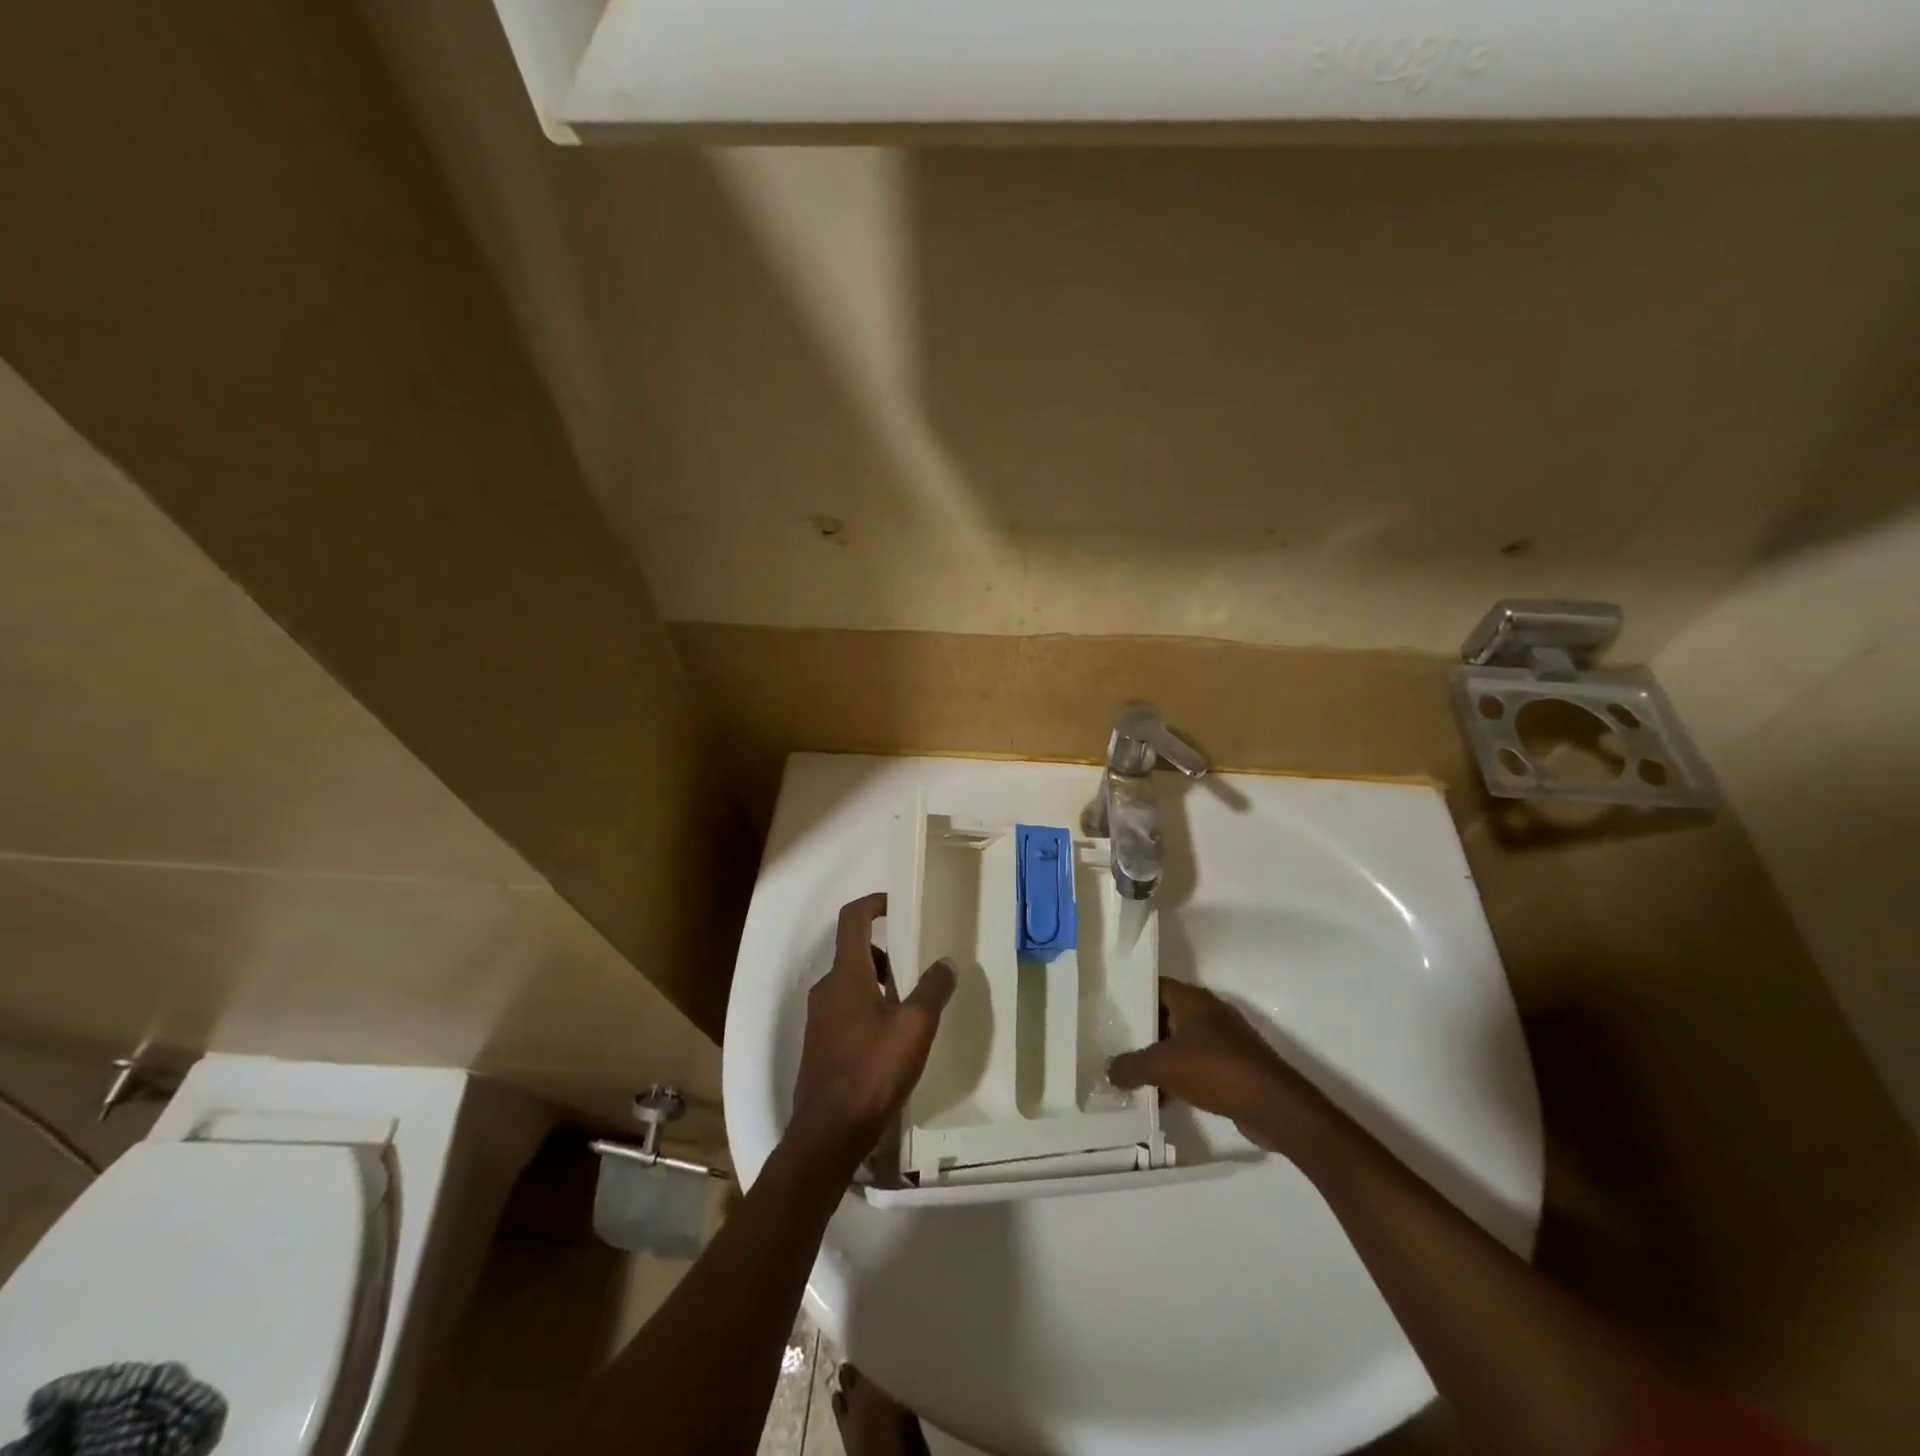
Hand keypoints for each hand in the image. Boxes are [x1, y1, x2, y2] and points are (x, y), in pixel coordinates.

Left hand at [791, 893, 956, 1172]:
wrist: (827, 1134)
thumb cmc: (872, 1071)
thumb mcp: (914, 1028)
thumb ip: (932, 990)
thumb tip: (946, 962)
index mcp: (846, 975)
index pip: (853, 919)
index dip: (874, 903)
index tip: (897, 905)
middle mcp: (827, 989)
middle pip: (854, 952)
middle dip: (886, 952)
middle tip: (917, 966)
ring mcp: (819, 1018)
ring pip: (851, 984)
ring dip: (879, 984)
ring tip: (911, 1006)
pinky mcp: (820, 1045)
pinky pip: (845, 1010)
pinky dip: (868, 1008)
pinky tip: (892, 1038)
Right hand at [1109, 978, 1336, 1152]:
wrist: (1273, 1105)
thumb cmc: (1214, 1069)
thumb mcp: (1163, 1066)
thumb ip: (1131, 1066)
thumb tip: (1109, 1070)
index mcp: (1191, 999)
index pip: (1153, 987)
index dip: (1130, 996)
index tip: (1108, 1010)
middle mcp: (1208, 1012)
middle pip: (1165, 1015)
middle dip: (1141, 1032)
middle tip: (1113, 1045)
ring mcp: (1224, 1039)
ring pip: (1181, 1043)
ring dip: (1160, 1058)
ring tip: (1131, 1074)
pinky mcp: (1233, 1066)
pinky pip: (1197, 1065)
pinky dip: (1179, 1077)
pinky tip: (1162, 1097)